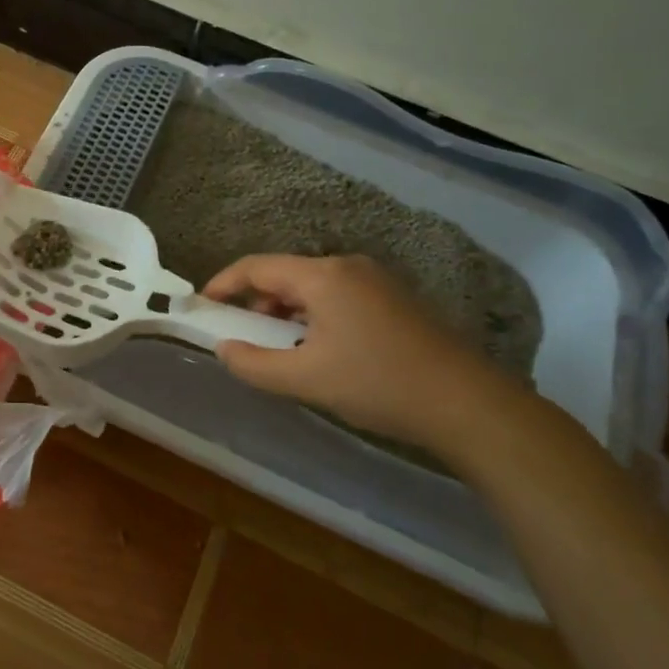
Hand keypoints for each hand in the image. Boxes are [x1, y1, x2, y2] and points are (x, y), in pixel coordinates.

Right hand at [203, 254, 524, 455]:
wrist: (467, 403)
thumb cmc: (378, 385)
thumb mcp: (306, 380)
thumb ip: (254, 364)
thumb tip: (223, 348)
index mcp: (323, 276)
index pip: (257, 267)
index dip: (223, 284)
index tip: (202, 307)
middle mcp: (347, 266)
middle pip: (284, 275)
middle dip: (256, 304)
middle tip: (243, 338)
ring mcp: (375, 280)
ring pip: (312, 288)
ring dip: (286, 313)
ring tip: (281, 350)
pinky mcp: (393, 299)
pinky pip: (337, 297)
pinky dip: (314, 317)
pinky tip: (320, 351)